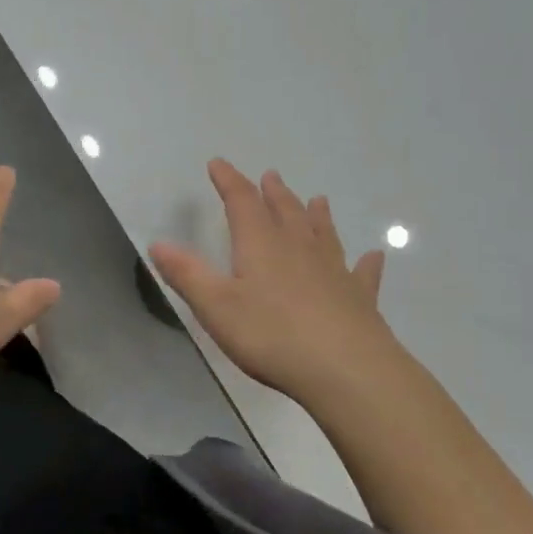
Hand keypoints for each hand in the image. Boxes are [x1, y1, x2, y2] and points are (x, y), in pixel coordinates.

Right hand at [149, 159, 395, 402]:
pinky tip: (374, 255)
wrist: (346, 370)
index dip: (229, 181)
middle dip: (273, 193)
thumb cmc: (271, 336)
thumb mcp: (216, 306)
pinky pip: (362, 272)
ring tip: (318, 200)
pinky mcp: (359, 298)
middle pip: (285, 212)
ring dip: (317, 216)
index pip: (242, 203)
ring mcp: (334, 271)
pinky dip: (366, 262)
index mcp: (261, 245)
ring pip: (323, 234)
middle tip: (270, 176)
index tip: (218, 163)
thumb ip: (187, 274)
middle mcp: (299, 248)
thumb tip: (158, 243)